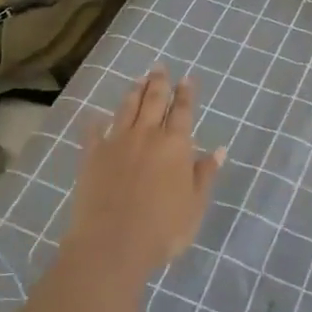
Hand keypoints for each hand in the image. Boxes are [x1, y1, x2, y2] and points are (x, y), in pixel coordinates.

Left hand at [64, 67, 225, 281]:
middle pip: (153, 100)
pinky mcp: (92, 155)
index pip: (182, 110)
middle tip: (159, 67)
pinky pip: (93, 132)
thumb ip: (205, 174)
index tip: (187, 78)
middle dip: (159, 82)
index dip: (185, 93)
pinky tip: (95, 116)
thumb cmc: (162, 229)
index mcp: (175, 144)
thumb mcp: (195, 206)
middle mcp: (147, 135)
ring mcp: (117, 142)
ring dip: (134, 92)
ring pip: (127, 108)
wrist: (111, 244)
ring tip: (138, 79)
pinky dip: (96, 121)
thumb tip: (219, 149)